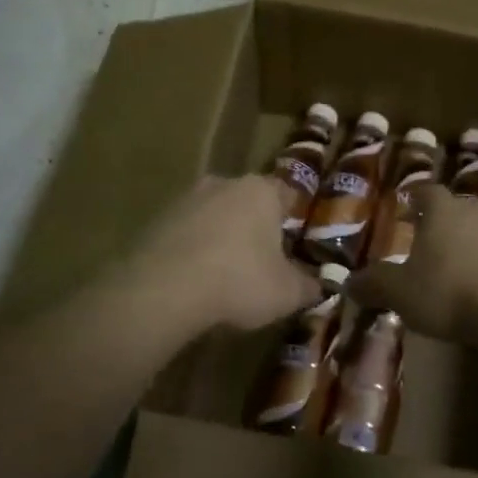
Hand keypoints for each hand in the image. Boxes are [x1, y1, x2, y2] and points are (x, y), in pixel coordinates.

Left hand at [126, 175, 320, 332]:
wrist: (163, 289)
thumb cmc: (239, 281)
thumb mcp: (287, 293)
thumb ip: (309, 287)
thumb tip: (320, 286)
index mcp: (261, 191)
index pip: (288, 194)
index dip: (294, 218)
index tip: (295, 243)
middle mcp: (224, 183)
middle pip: (248, 202)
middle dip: (256, 227)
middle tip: (262, 261)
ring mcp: (186, 199)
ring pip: (215, 215)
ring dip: (222, 237)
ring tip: (225, 274)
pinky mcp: (156, 220)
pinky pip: (186, 233)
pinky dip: (193, 250)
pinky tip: (195, 279)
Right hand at [346, 186, 477, 344]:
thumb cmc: (449, 292)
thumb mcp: (400, 293)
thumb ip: (373, 284)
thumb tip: (348, 283)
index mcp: (442, 210)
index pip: (425, 191)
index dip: (413, 197)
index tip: (405, 206)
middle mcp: (476, 211)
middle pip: (455, 208)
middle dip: (441, 222)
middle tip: (426, 240)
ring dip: (468, 243)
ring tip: (455, 267)